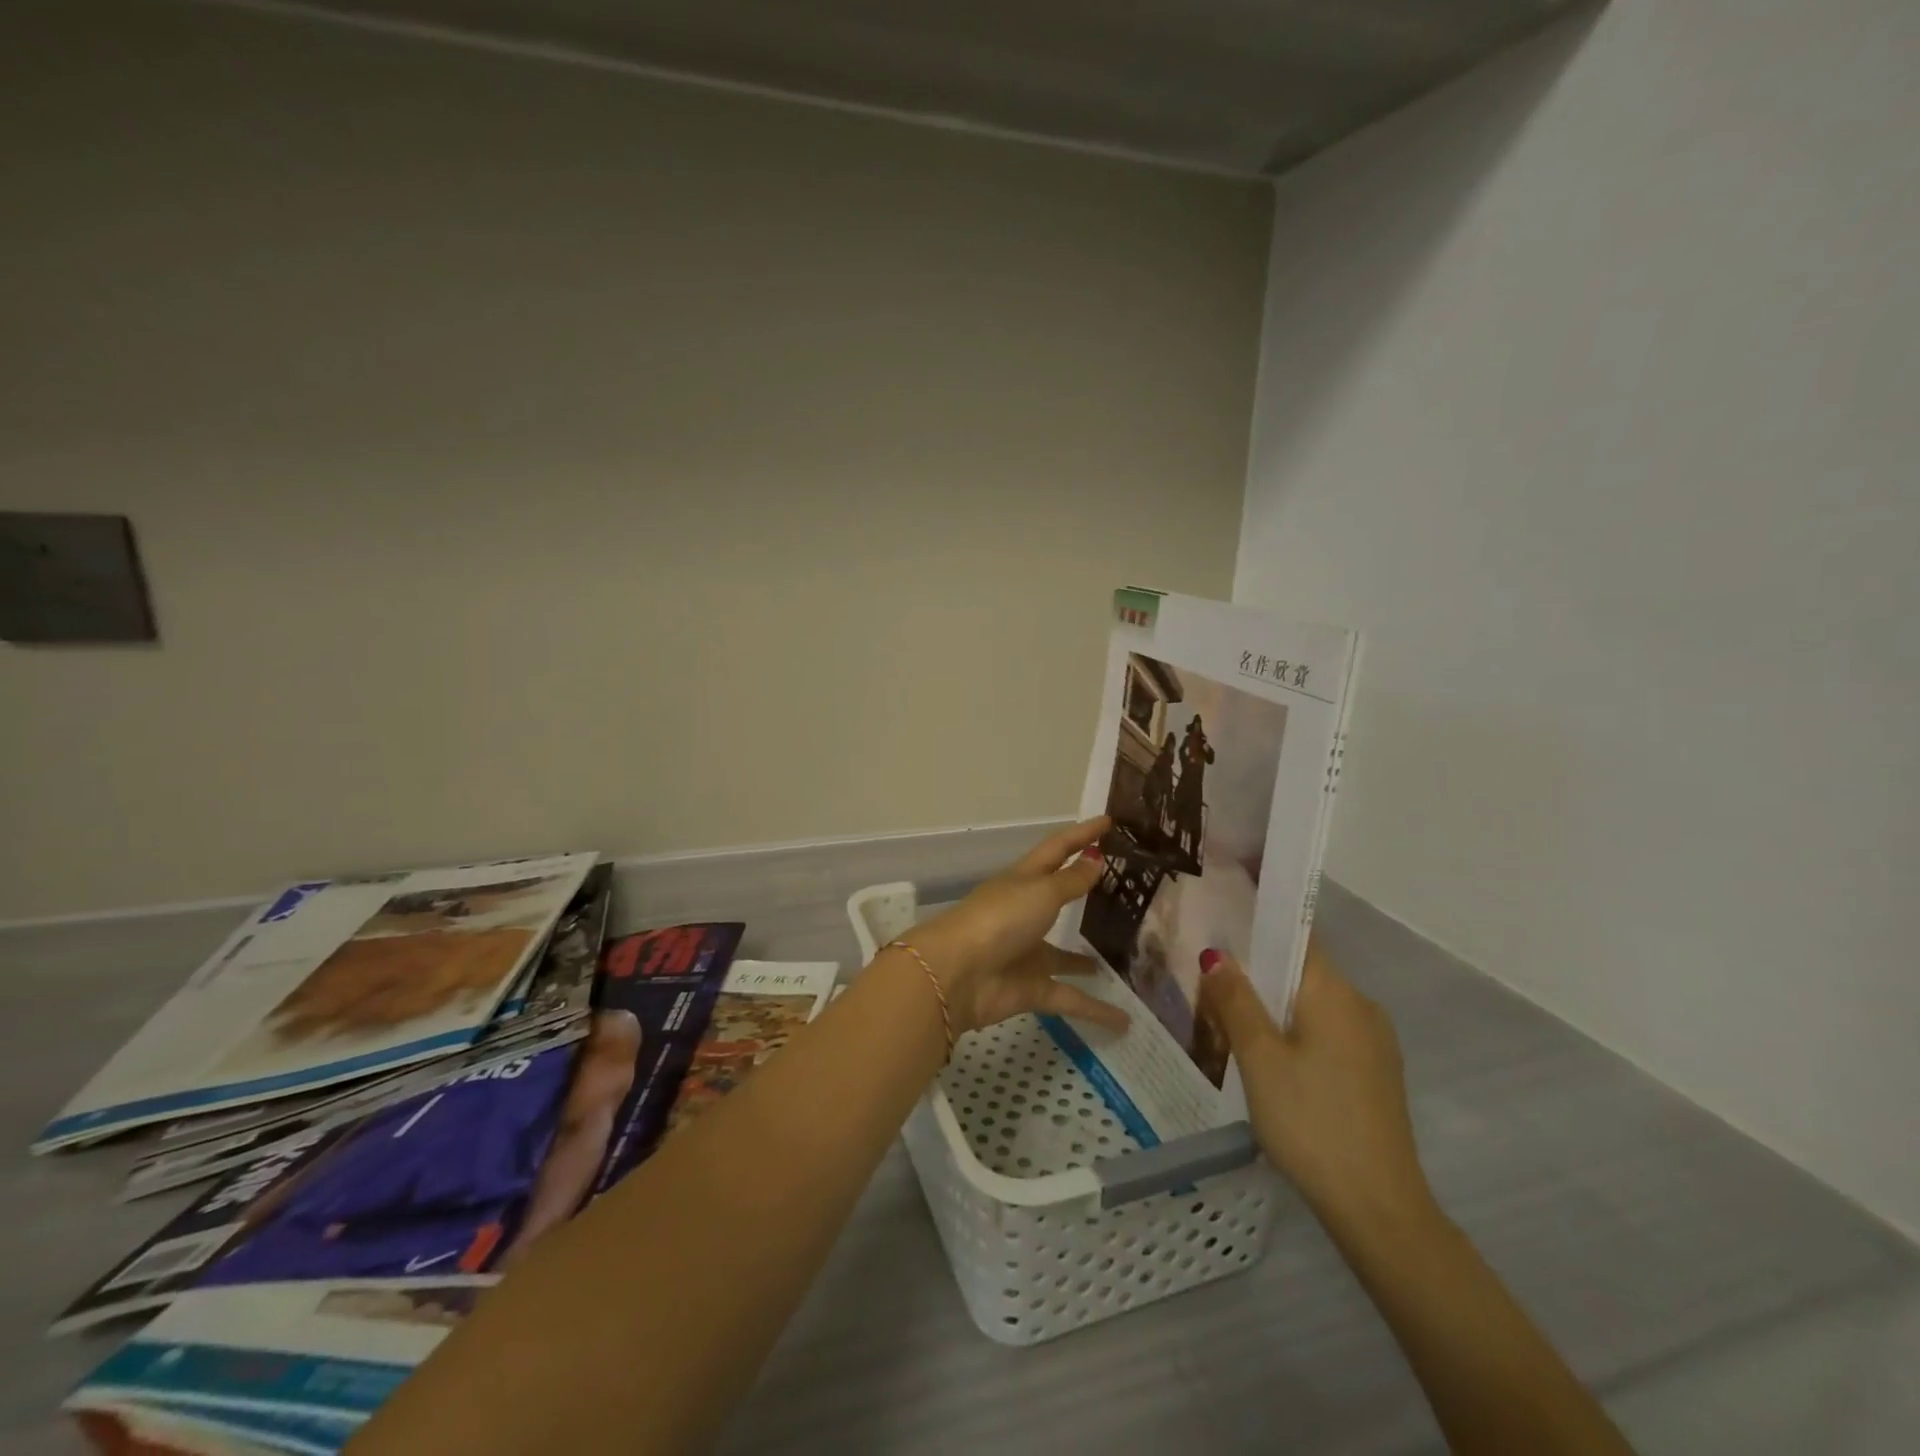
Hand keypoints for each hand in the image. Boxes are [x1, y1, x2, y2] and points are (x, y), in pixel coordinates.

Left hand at [901, 818, 1130, 1037]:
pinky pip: (1070, 998)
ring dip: (1087, 959)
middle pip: (1060, 897)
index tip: (1110, 821)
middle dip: (1086, 892)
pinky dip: (1095, 1010)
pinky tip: (1125, 1020)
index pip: (1058, 849)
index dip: (1082, 834)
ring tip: (1124, 959)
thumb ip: (1070, 881)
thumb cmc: (999, 919)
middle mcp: (1025, 913)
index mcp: (1024, 880)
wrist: (958, 974)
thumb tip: (1095, 859)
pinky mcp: (1030, 988)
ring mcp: (1027, 952)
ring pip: (1065, 955)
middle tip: (1127, 890)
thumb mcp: (1040, 892)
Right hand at [1198, 941, 1433, 1234]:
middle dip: (1259, 973)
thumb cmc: (1310, 1121)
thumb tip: (1217, 955)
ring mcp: (1375, 1043)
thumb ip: (1236, 1001)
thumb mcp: (1259, 1058)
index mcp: (1335, 992)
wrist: (1379, 1208)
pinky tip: (1271, 1062)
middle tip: (1211, 982)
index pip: (1297, 936)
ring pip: (1314, 1005)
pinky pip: (1329, 1034)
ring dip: (1276, 1007)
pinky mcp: (1376, 1074)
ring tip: (1231, 1022)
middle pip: (1302, 972)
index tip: (1223, 924)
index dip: (1261, 925)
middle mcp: (1361, 1006)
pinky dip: (1297, 1033)